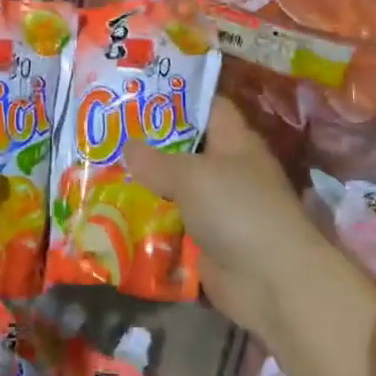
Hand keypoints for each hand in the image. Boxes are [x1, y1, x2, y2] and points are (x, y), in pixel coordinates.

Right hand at [126, 97, 344, 344]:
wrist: (272, 282)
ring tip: (102, 172)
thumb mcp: (191, 175)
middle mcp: (228, 170)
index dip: (177, 97)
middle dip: (150, 144)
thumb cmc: (237, 209)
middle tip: (109, 133)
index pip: (208, 106)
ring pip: (176, 189)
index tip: (139, 93)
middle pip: (186, 149)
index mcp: (235, 141)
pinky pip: (174, 225)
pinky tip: (116, 215)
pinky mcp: (209, 242)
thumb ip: (156, 160)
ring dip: (146, 186)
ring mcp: (219, 208)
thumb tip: (128, 146)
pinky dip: (150, 223)